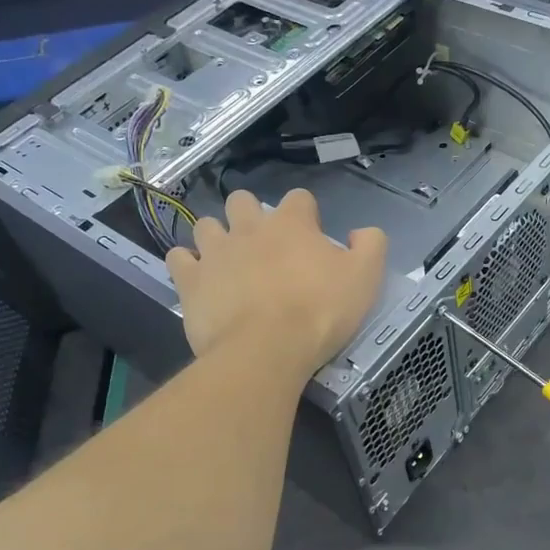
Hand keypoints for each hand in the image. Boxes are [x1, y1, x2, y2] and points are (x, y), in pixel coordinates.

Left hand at [167, 189, 386, 379]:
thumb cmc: (319, 312)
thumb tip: (361, 232)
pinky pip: (178, 258)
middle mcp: (249, 227)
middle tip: (262, 244)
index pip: (298, 198)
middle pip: (242, 201)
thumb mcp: (365, 279)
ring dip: (216, 236)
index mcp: (292, 224)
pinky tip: (198, 278)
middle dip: (249, 214)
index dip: (305, 213)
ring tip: (227, 260)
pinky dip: (187, 264)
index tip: (310, 236)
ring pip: (206, 225)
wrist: (266, 350)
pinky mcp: (190, 280)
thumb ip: (370, 246)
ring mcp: (215, 252)